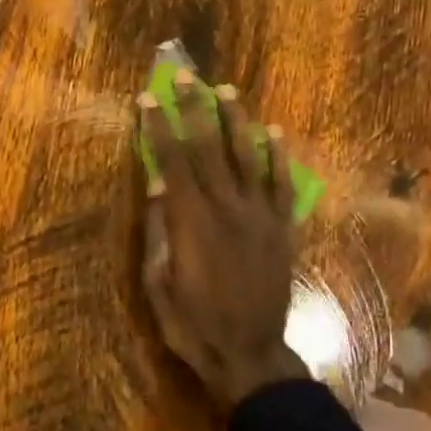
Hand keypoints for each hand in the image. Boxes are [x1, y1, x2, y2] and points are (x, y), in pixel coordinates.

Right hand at [138, 74, 307, 410]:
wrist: (248, 353)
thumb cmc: (193, 323)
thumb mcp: (160, 282)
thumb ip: (160, 230)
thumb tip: (157, 184)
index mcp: (191, 221)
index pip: (172, 161)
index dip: (159, 128)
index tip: (149, 100)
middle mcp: (227, 208)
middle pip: (208, 148)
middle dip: (195, 109)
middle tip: (186, 77)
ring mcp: (259, 216)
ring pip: (247, 157)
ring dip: (236, 122)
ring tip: (228, 91)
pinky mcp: (282, 229)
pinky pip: (281, 185)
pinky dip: (278, 158)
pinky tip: (274, 134)